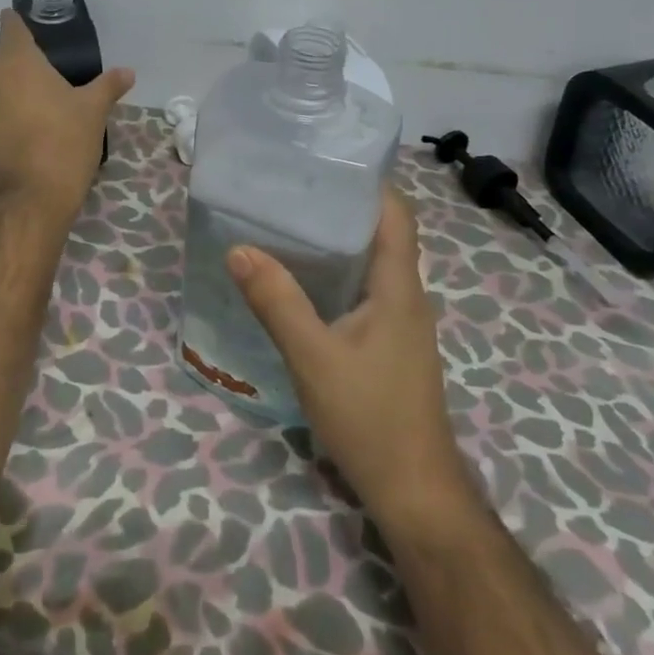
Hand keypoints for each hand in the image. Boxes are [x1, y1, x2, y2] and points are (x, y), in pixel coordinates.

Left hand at [0, 9, 133, 210]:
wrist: (35, 193)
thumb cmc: (66, 139)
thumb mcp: (94, 109)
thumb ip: (109, 85)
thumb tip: (127, 72)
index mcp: (19, 60)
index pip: (11, 26)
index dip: (18, 22)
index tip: (30, 24)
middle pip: (2, 55)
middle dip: (19, 56)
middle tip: (46, 65)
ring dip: (10, 84)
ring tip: (36, 96)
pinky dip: (4, 109)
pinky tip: (24, 123)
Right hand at [227, 187, 473, 526]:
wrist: (414, 491)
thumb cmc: (370, 417)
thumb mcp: (313, 356)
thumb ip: (276, 302)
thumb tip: (239, 248)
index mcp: (399, 286)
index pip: (396, 214)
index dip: (367, 182)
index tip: (322, 162)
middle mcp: (406, 295)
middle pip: (381, 233)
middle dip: (340, 206)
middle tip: (288, 189)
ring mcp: (401, 323)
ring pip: (371, 263)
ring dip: (336, 241)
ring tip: (286, 225)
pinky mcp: (389, 344)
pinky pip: (363, 291)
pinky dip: (335, 274)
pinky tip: (300, 282)